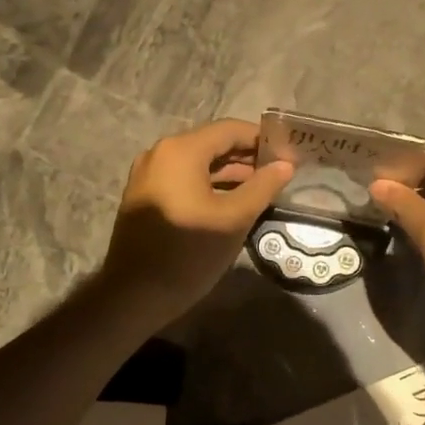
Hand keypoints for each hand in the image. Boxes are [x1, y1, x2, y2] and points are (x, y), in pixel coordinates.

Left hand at [97, 119, 292, 328]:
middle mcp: (161, 153)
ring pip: (198, 163)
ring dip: (230, 173)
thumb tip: (286, 166)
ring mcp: (149, 174)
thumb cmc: (189, 252)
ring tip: (262, 189)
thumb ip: (262, 187)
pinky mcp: (145, 196)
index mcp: (181, 150)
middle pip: (212, 144)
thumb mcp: (234, 219)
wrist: (134, 294)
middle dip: (247, 157)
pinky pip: (184, 179)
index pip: (230, 130)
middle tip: (280, 173)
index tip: (289, 155)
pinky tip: (233, 202)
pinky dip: (209, 185)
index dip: (262, 140)